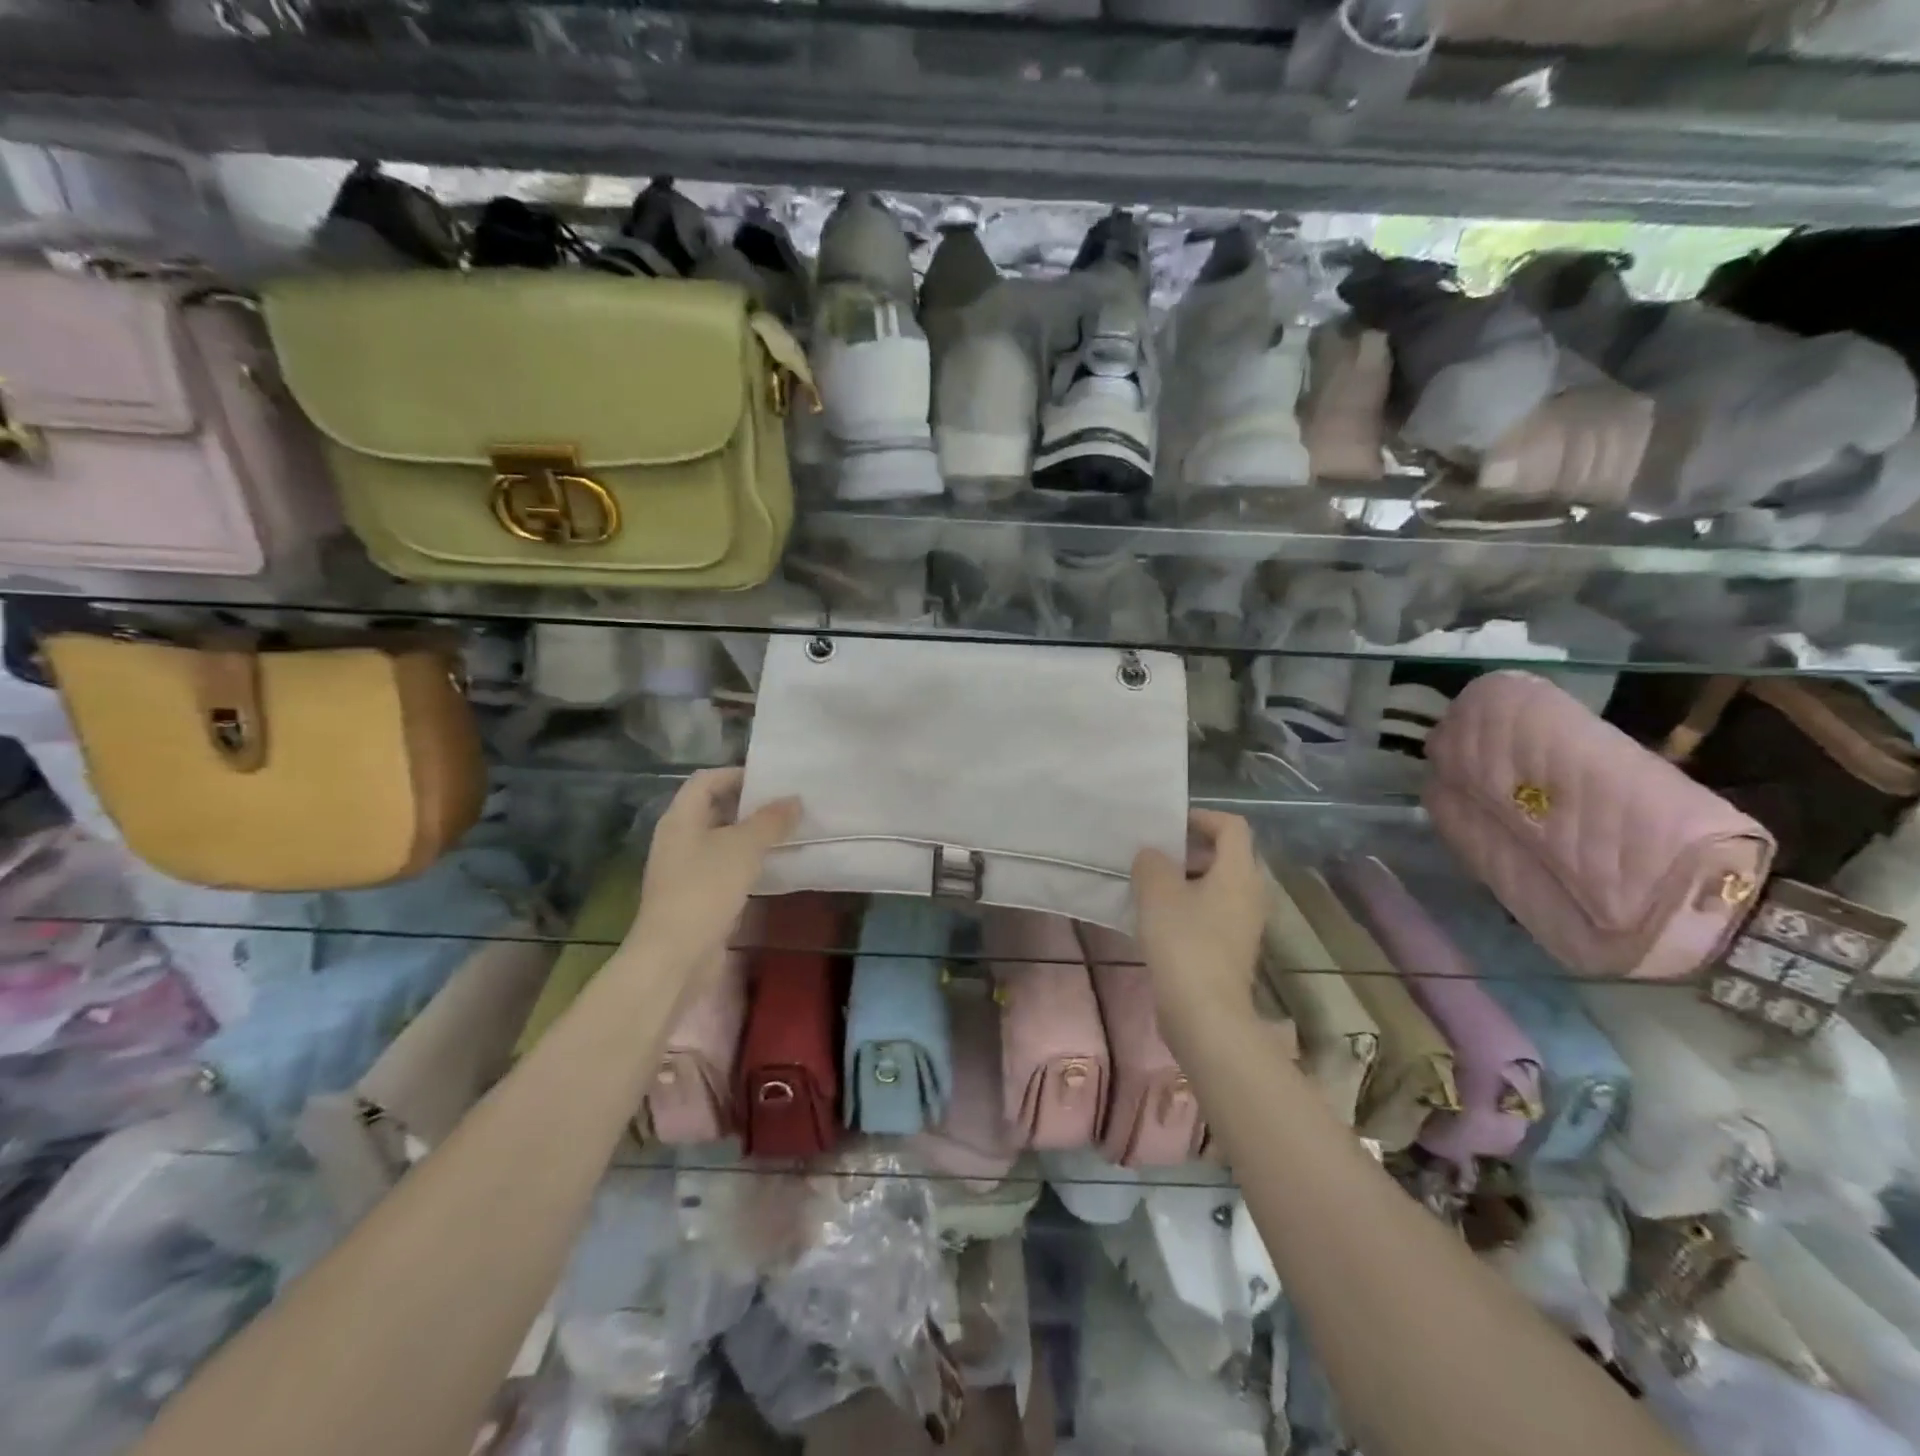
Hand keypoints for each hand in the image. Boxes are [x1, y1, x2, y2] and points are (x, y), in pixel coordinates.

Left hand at [627, 768, 799, 977]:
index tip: (772, 780)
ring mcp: (684, 869)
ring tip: (786, 833)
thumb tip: (794, 799)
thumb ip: (771, 821)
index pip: (706, 780)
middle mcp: (678, 838)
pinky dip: (746, 862)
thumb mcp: (743, 848)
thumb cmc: (705, 889)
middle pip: (713, 808)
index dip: (737, 774)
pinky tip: (771, 868)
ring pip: (720, 840)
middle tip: (786, 805)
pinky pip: (723, 867)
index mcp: (680, 818)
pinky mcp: (695, 896)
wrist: (675, 955)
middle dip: (749, 805)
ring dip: (750, 835)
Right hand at [1132, 810, 1266, 1041]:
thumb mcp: (1156, 891)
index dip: (1202, 817)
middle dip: (1191, 849)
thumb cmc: (1183, 942)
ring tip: (1151, 885)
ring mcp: (1244, 925)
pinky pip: (1213, 913)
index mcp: (1239, 872)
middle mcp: (1251, 894)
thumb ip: (1151, 862)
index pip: (1232, 826)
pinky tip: (1159, 920)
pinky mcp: (1232, 950)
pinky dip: (1190, 906)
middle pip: (1227, 856)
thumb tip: (1152, 855)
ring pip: (1218, 887)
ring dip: (1187, 880)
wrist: (1204, 1013)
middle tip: (1156, 854)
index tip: (1170, 825)